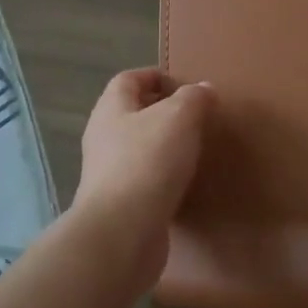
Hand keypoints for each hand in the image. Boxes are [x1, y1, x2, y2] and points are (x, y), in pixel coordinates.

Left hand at [73, 68, 214, 268]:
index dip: (154, 76)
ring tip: (195, 149)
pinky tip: (185, 184)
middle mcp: (103, 138)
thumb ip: (194, 98)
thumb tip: (203, 89)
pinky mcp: (120, 205)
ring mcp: (109, 174)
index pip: (128, 80)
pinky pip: (144, 180)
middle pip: (132, 114)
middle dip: (162, 112)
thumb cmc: (148, 162)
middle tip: (196, 118)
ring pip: (138, 149)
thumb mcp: (179, 118)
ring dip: (164, 146)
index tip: (184, 84)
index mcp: (111, 110)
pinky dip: (164, 178)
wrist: (123, 232)